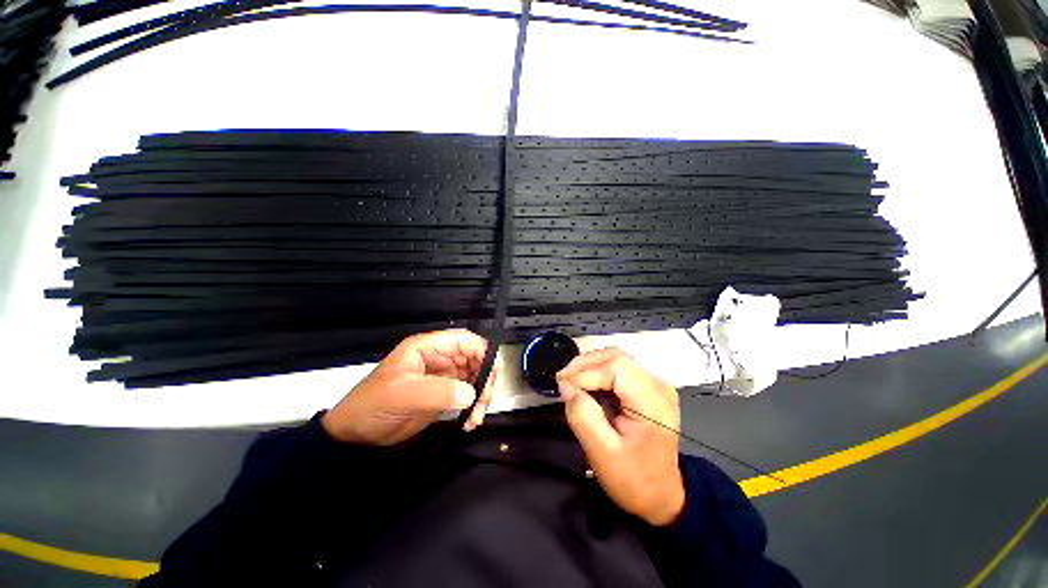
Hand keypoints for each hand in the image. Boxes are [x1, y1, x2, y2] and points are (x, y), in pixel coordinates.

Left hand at [322, 330, 496, 445]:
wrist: (357, 436)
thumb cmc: (374, 405)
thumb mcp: (403, 394)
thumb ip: (439, 391)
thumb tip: (471, 394)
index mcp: (428, 348)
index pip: (462, 340)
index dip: (482, 350)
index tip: (495, 369)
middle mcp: (439, 359)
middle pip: (473, 359)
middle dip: (484, 377)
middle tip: (484, 399)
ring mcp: (442, 378)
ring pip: (474, 378)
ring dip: (481, 395)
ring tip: (477, 416)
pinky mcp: (444, 396)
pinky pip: (467, 396)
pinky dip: (474, 407)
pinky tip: (470, 421)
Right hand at [557, 348, 684, 525]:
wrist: (661, 495)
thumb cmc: (634, 479)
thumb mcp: (602, 454)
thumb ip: (583, 416)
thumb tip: (566, 385)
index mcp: (653, 403)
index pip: (616, 368)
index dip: (586, 372)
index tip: (563, 385)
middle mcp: (659, 385)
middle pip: (616, 357)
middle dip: (584, 365)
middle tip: (562, 380)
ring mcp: (654, 384)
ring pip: (615, 358)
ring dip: (589, 366)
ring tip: (570, 381)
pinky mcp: (647, 386)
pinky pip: (618, 368)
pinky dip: (597, 371)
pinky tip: (584, 384)